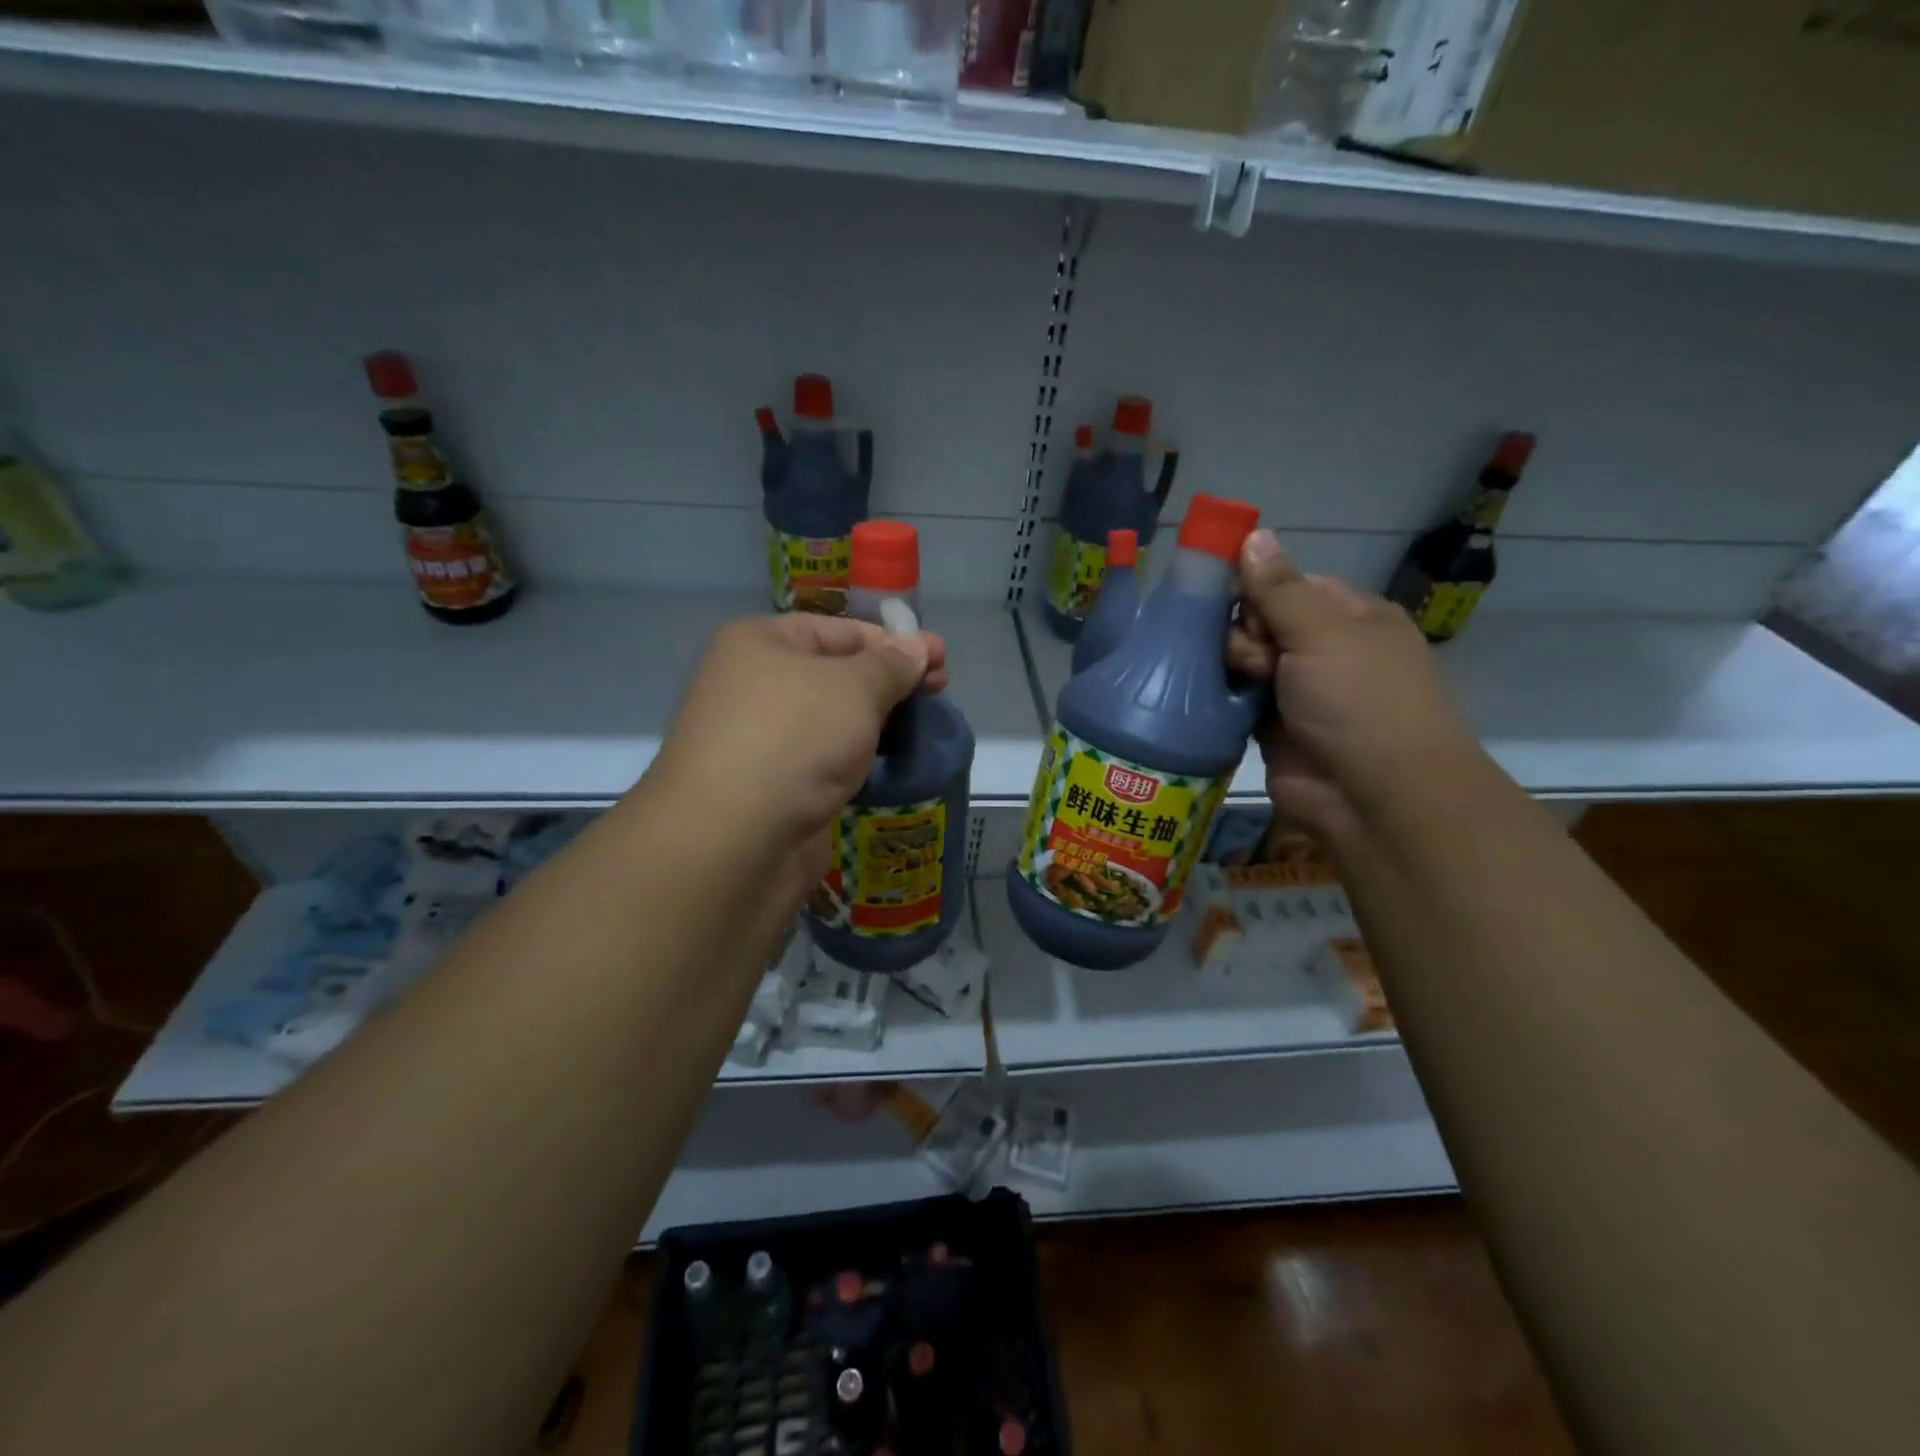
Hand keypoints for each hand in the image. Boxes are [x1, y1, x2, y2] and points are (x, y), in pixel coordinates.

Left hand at [649, 614, 947, 874]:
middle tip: (941, 690)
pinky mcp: (775, 785)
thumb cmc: (794, 738)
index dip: (894, 641)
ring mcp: (762, 738)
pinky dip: (858, 757)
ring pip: (833, 719)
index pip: (839, 630)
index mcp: (761, 643)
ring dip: (878, 721)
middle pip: (837, 673)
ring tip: (924, 727)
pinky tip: (891, 763)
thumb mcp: (854, 687)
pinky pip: (826, 758)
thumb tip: (916, 648)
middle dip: (891, 681)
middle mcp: (755, 685)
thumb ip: (891, 665)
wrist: (734, 839)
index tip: (941, 658)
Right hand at [1228, 530, 1480, 839]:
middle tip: (1257, 659)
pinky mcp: (1270, 728)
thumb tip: (1253, 534)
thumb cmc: (1360, 701)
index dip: (1257, 588)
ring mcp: (1297, 692)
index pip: (1287, 585)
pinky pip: (1235, 700)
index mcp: (1349, 617)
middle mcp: (1323, 651)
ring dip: (1232, 667)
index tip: (1231, 598)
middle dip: (1246, 634)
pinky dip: (1225, 698)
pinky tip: (1215, 699)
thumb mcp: (1323, 632)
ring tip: (1245, 685)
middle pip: (1259, 622)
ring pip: (1242, 661)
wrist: (1375, 797)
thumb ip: (1279, 588)